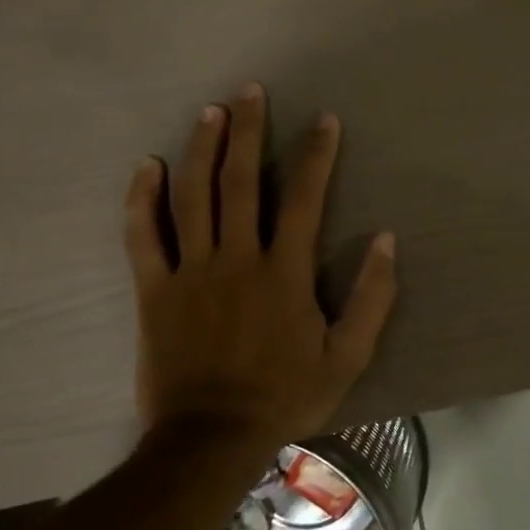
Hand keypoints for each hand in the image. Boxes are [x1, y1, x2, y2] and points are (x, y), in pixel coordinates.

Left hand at [124, 83, 397, 442]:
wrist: (210, 438)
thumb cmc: (287, 395)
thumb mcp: (349, 355)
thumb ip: (372, 297)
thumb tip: (387, 240)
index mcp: (285, 273)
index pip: (304, 199)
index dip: (317, 155)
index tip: (324, 120)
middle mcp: (236, 259)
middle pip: (241, 183)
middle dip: (249, 132)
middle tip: (251, 91)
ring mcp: (190, 272)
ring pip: (192, 197)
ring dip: (202, 149)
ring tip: (210, 111)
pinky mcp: (154, 291)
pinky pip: (142, 236)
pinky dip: (142, 198)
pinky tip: (147, 166)